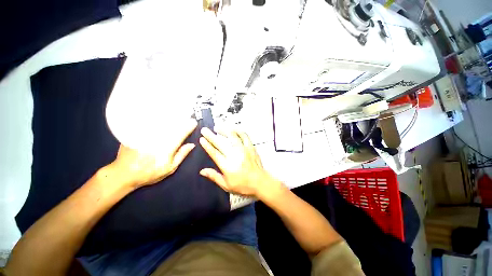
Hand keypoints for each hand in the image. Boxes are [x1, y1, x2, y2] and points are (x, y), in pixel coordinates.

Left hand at [106, 120, 196, 187]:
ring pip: (159, 122)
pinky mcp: (136, 132)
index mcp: (167, 148)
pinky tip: (160, 116)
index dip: (188, 127)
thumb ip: (181, 155)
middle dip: (180, 119)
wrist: (124, 174)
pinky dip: (156, 119)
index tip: (194, 122)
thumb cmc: (150, 172)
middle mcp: (157, 139)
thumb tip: (191, 145)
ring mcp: (146, 135)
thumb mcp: (170, 168)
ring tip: (176, 114)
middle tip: (187, 115)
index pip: (181, 134)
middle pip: (170, 125)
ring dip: (169, 117)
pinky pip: (148, 123)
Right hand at [199, 127, 281, 198]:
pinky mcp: (250, 147)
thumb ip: (214, 176)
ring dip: (224, 131)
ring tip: (217, 127)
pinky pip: (244, 136)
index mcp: (227, 166)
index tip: (202, 139)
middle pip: (221, 143)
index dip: (207, 145)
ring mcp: (243, 150)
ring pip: (232, 137)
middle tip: (205, 130)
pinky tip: (234, 129)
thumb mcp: (226, 185)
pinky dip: (239, 131)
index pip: (214, 153)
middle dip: (211, 136)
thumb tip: (202, 171)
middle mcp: (234, 156)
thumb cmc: (243, 185)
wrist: (260, 182)